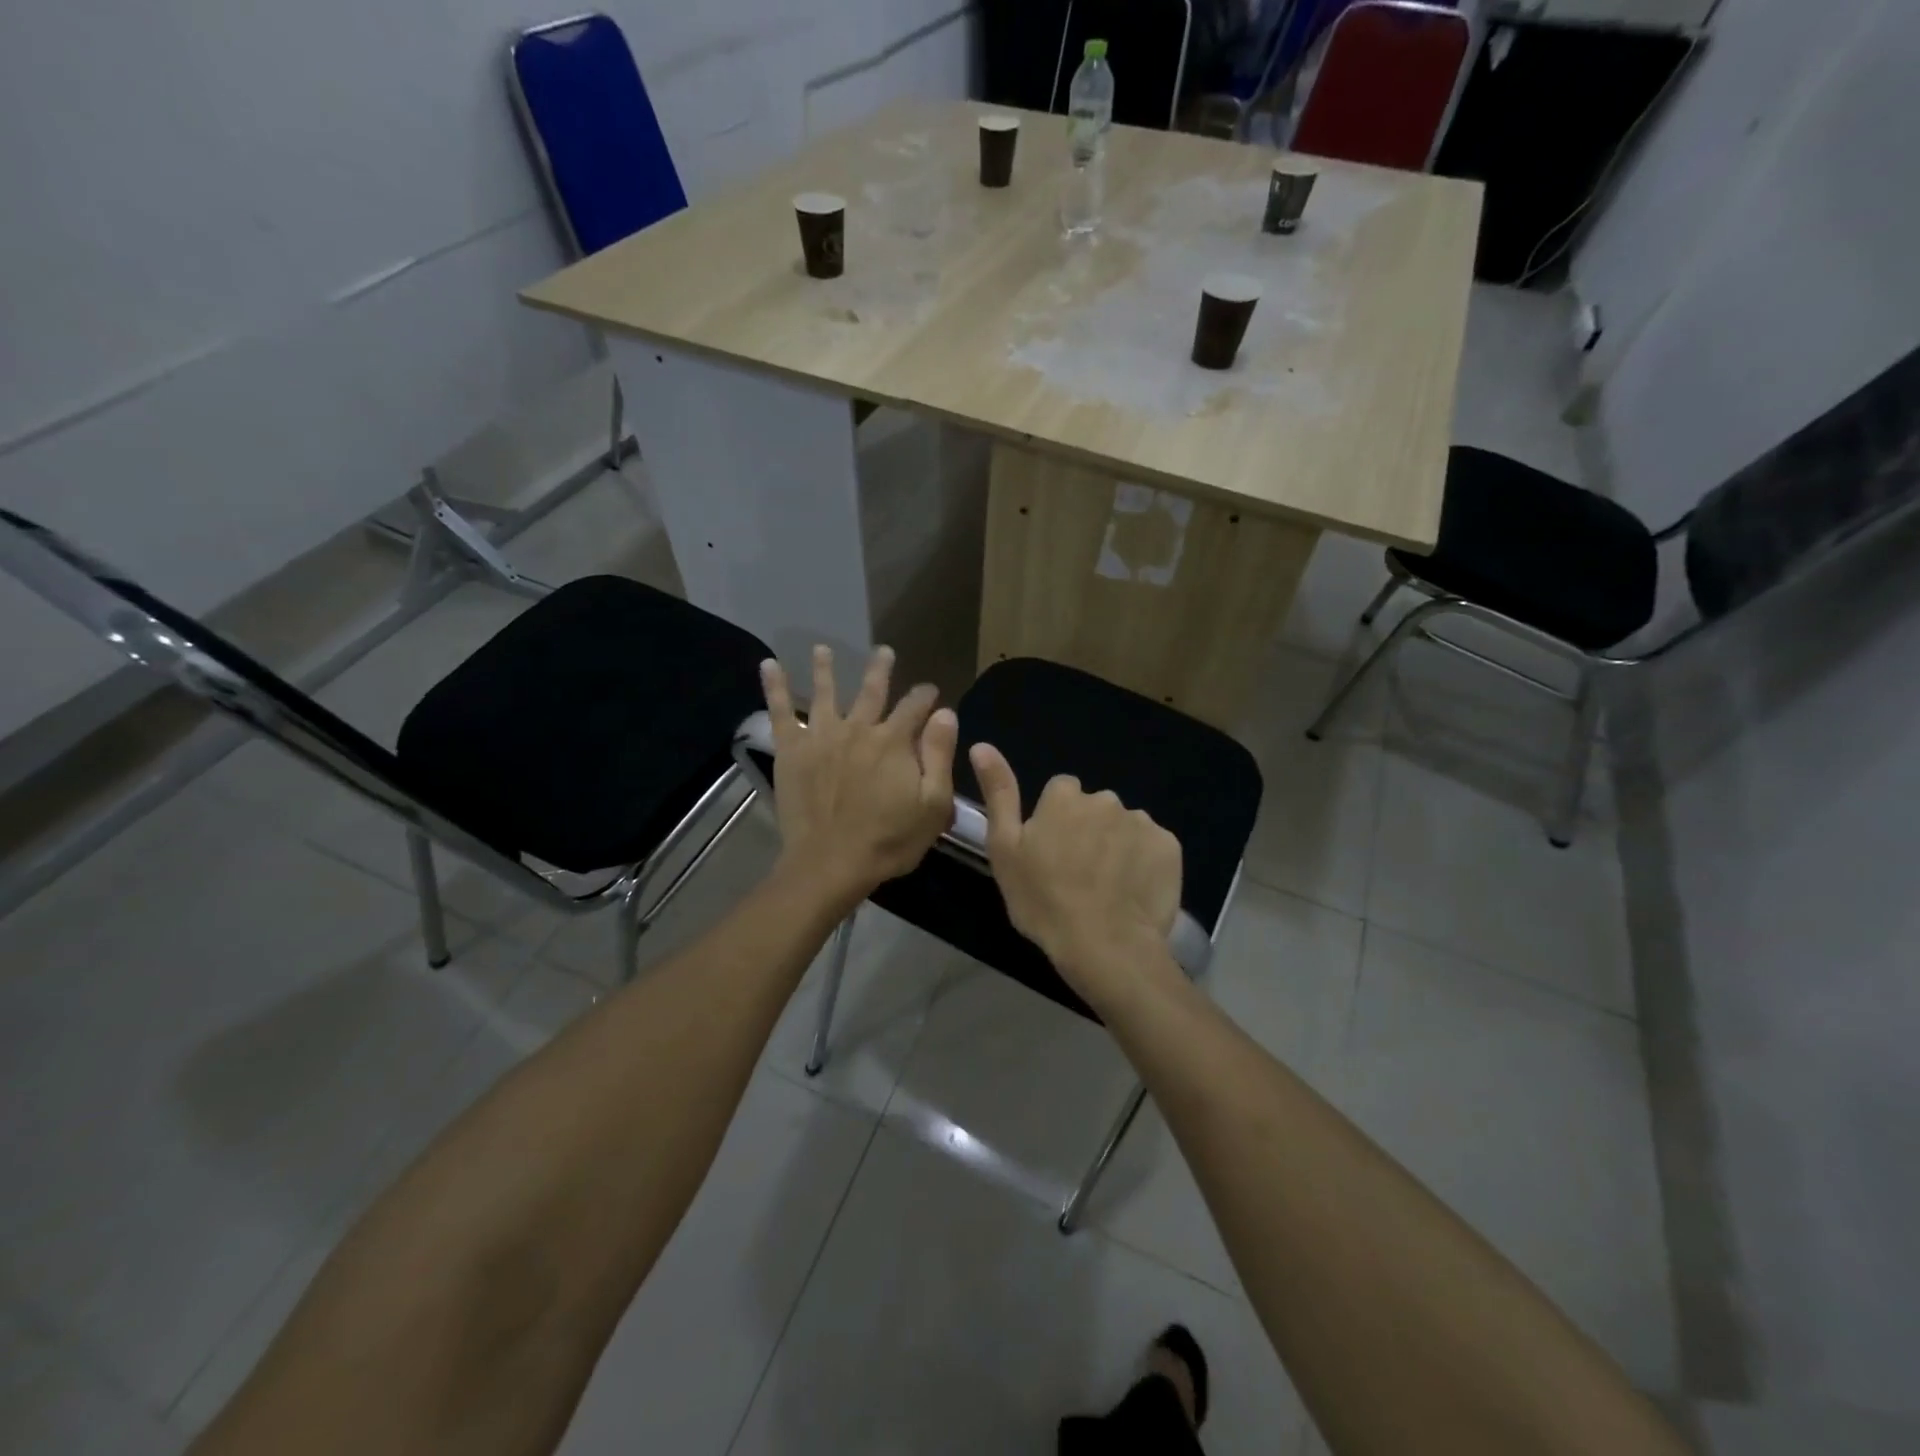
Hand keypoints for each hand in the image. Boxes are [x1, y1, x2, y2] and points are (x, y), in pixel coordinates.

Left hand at [761, 645, 957, 908]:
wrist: (831, 863)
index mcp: (894, 741)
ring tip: (822, 648)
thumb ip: (939, 755)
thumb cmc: (889, 840)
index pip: (915, 707)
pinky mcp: (792, 750)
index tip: (931, 692)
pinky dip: (775, 687)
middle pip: (872, 691)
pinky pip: (782, 712)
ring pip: (826, 692)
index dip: (926, 697)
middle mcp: (858, 729)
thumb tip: (945, 713)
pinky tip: (769, 665)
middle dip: (881, 669)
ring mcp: (822, 736)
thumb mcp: (933, 804)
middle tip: (884, 651)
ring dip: (826, 668)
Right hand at [969, 743, 1183, 1007]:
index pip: (1060, 792)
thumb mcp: (1005, 849)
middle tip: (1077, 873)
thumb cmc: (1043, 900)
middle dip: (1087, 830)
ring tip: (1107, 887)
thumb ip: (998, 793)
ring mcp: (1141, 821)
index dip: (1054, 821)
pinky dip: (1144, 862)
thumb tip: (982, 745)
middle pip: (1094, 808)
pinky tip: (1133, 891)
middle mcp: (1105, 798)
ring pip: (1123, 826)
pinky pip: (1152, 846)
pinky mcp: (1169, 847)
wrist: (1105, 946)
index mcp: (1064, 797)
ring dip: (1116, 845)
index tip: (1050, 853)